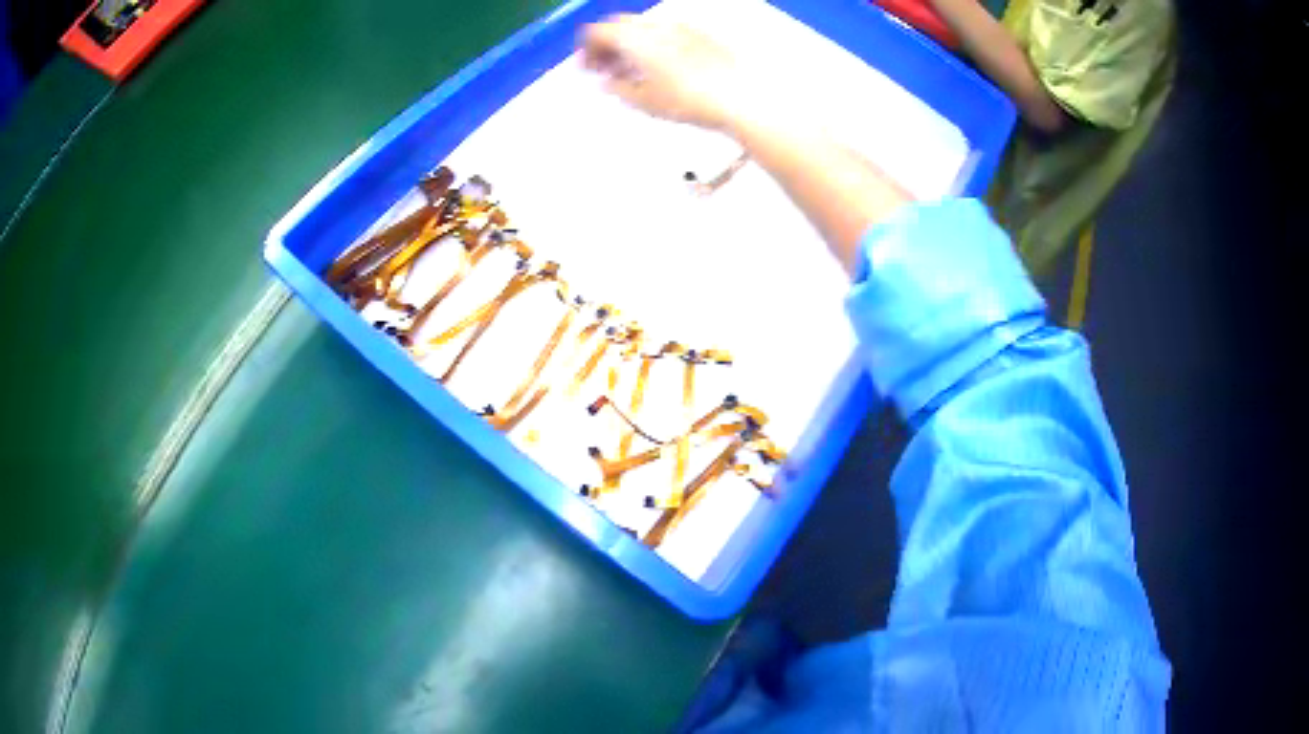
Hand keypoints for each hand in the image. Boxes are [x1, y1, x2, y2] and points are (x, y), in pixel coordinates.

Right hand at [579, 15, 759, 130]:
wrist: (739, 96)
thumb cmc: (691, 99)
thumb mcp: (644, 101)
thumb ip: (617, 88)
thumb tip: (608, 83)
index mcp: (636, 38)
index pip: (597, 32)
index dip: (586, 49)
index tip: (585, 67)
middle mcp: (656, 26)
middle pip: (619, 26)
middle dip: (607, 45)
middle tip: (604, 68)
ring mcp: (680, 28)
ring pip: (643, 29)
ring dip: (629, 45)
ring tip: (631, 73)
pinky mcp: (699, 36)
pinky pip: (665, 34)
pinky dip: (652, 46)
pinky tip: (658, 70)